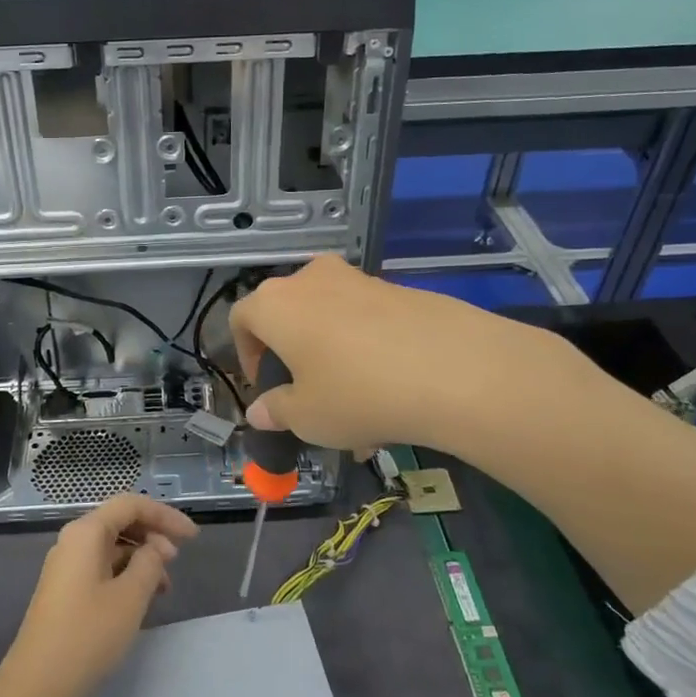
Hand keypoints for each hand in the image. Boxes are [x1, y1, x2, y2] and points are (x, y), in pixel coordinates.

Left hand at [0, 495, 195, 696]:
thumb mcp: (131, 597)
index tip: (193, 537)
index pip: (131, 505)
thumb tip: (155, 548)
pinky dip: (125, 574)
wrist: (38, 686)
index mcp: (86, 532)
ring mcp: (66, 566)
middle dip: (153, 535)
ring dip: (141, 557)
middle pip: (120, 522)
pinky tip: (141, 598)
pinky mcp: (65, 590)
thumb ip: (150, 563)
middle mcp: (73, 541)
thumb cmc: (88, 635)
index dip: (165, 515)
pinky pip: (102, 566)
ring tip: (164, 586)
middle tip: (177, 561)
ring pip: (112, 546)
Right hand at [228, 254, 559, 455]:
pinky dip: (365, 349)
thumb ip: (275, 411)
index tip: (263, 386)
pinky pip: (366, 320)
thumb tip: (260, 411)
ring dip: (331, 356)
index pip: (240, 319)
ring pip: (329, 319)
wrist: (454, 368)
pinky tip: (390, 392)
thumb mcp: (306, 417)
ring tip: (354, 407)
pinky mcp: (398, 288)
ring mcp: (357, 279)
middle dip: (290, 355)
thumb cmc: (357, 393)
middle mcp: (310, 280)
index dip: (245, 354)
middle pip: (286, 314)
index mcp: (275, 304)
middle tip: (306, 394)